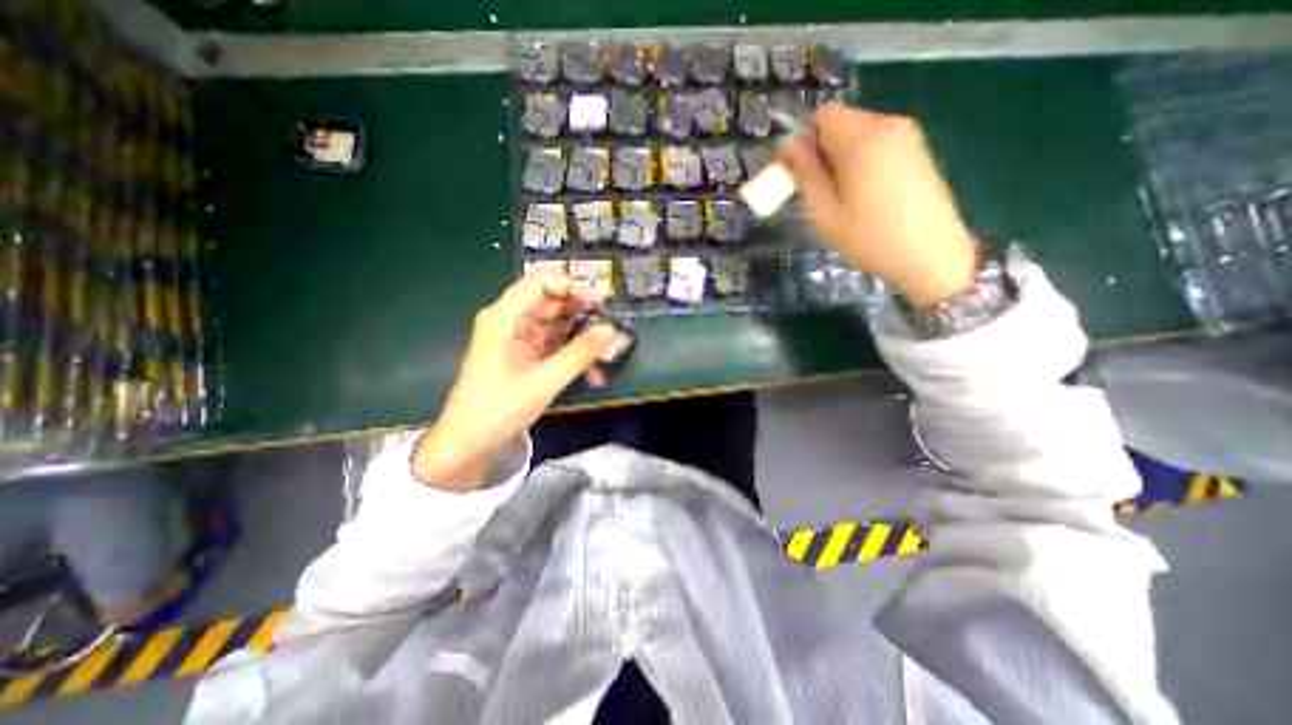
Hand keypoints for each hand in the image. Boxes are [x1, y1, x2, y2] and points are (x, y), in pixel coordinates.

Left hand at [408, 276, 619, 491]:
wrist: (468, 445)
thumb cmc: (500, 408)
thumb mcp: (545, 379)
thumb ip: (580, 353)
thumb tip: (612, 330)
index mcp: (505, 317)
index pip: (541, 283)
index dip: (573, 287)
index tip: (600, 303)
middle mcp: (509, 323)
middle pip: (551, 305)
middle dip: (582, 317)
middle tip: (609, 331)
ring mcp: (516, 342)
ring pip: (555, 328)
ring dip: (580, 341)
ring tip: (606, 357)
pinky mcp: (522, 359)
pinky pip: (551, 348)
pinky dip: (570, 357)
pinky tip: (591, 375)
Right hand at [789, 103, 979, 304]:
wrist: (931, 256)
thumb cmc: (869, 238)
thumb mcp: (824, 212)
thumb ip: (805, 174)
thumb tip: (790, 145)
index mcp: (862, 138)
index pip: (822, 115)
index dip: (804, 140)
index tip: (798, 172)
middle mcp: (888, 125)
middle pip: (841, 123)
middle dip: (822, 151)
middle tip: (818, 191)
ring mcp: (908, 136)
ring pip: (859, 134)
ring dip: (841, 159)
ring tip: (842, 199)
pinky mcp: (918, 151)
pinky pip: (878, 145)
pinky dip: (862, 162)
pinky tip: (865, 196)